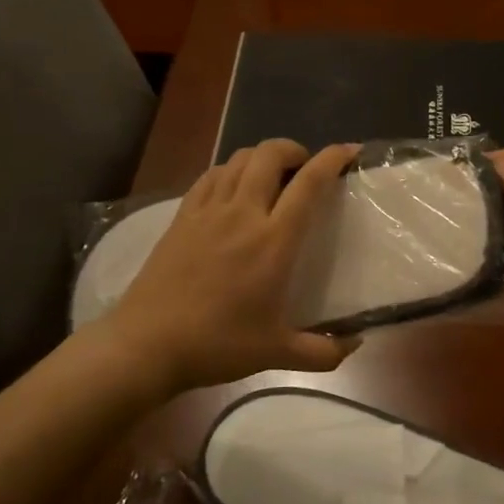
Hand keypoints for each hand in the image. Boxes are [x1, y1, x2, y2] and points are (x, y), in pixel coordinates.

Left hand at [94, 139, 362, 392]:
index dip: (332, 159)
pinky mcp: (181, 217)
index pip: (308, 183)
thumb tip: (356, 343)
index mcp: (273, 241)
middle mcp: (242, 214)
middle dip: (293, 149)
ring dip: (261, 157)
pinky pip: (209, 176)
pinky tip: (232, 187)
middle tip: (304, 168)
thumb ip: (324, 352)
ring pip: (238, 159)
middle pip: (270, 155)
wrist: (147, 345)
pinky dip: (229, 170)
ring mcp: (207, 211)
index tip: (349, 150)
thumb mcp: (277, 354)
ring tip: (271, 175)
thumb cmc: (217, 345)